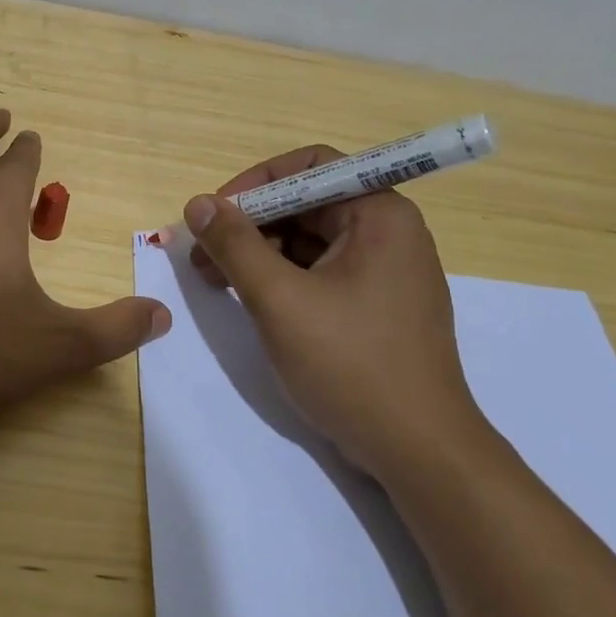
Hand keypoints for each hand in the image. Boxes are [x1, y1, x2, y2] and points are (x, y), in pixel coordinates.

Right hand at [183, 145, 493, 479]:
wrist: (417, 450)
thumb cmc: (350, 364)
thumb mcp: (279, 300)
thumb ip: (235, 245)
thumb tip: (198, 203)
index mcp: (379, 215)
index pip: (311, 167)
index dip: (256, 183)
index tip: (214, 214)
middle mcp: (387, 232)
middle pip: (307, 203)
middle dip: (250, 224)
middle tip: (202, 256)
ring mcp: (383, 271)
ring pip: (308, 240)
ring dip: (259, 253)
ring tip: (215, 281)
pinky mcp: (374, 304)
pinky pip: (319, 271)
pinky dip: (281, 278)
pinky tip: (249, 299)